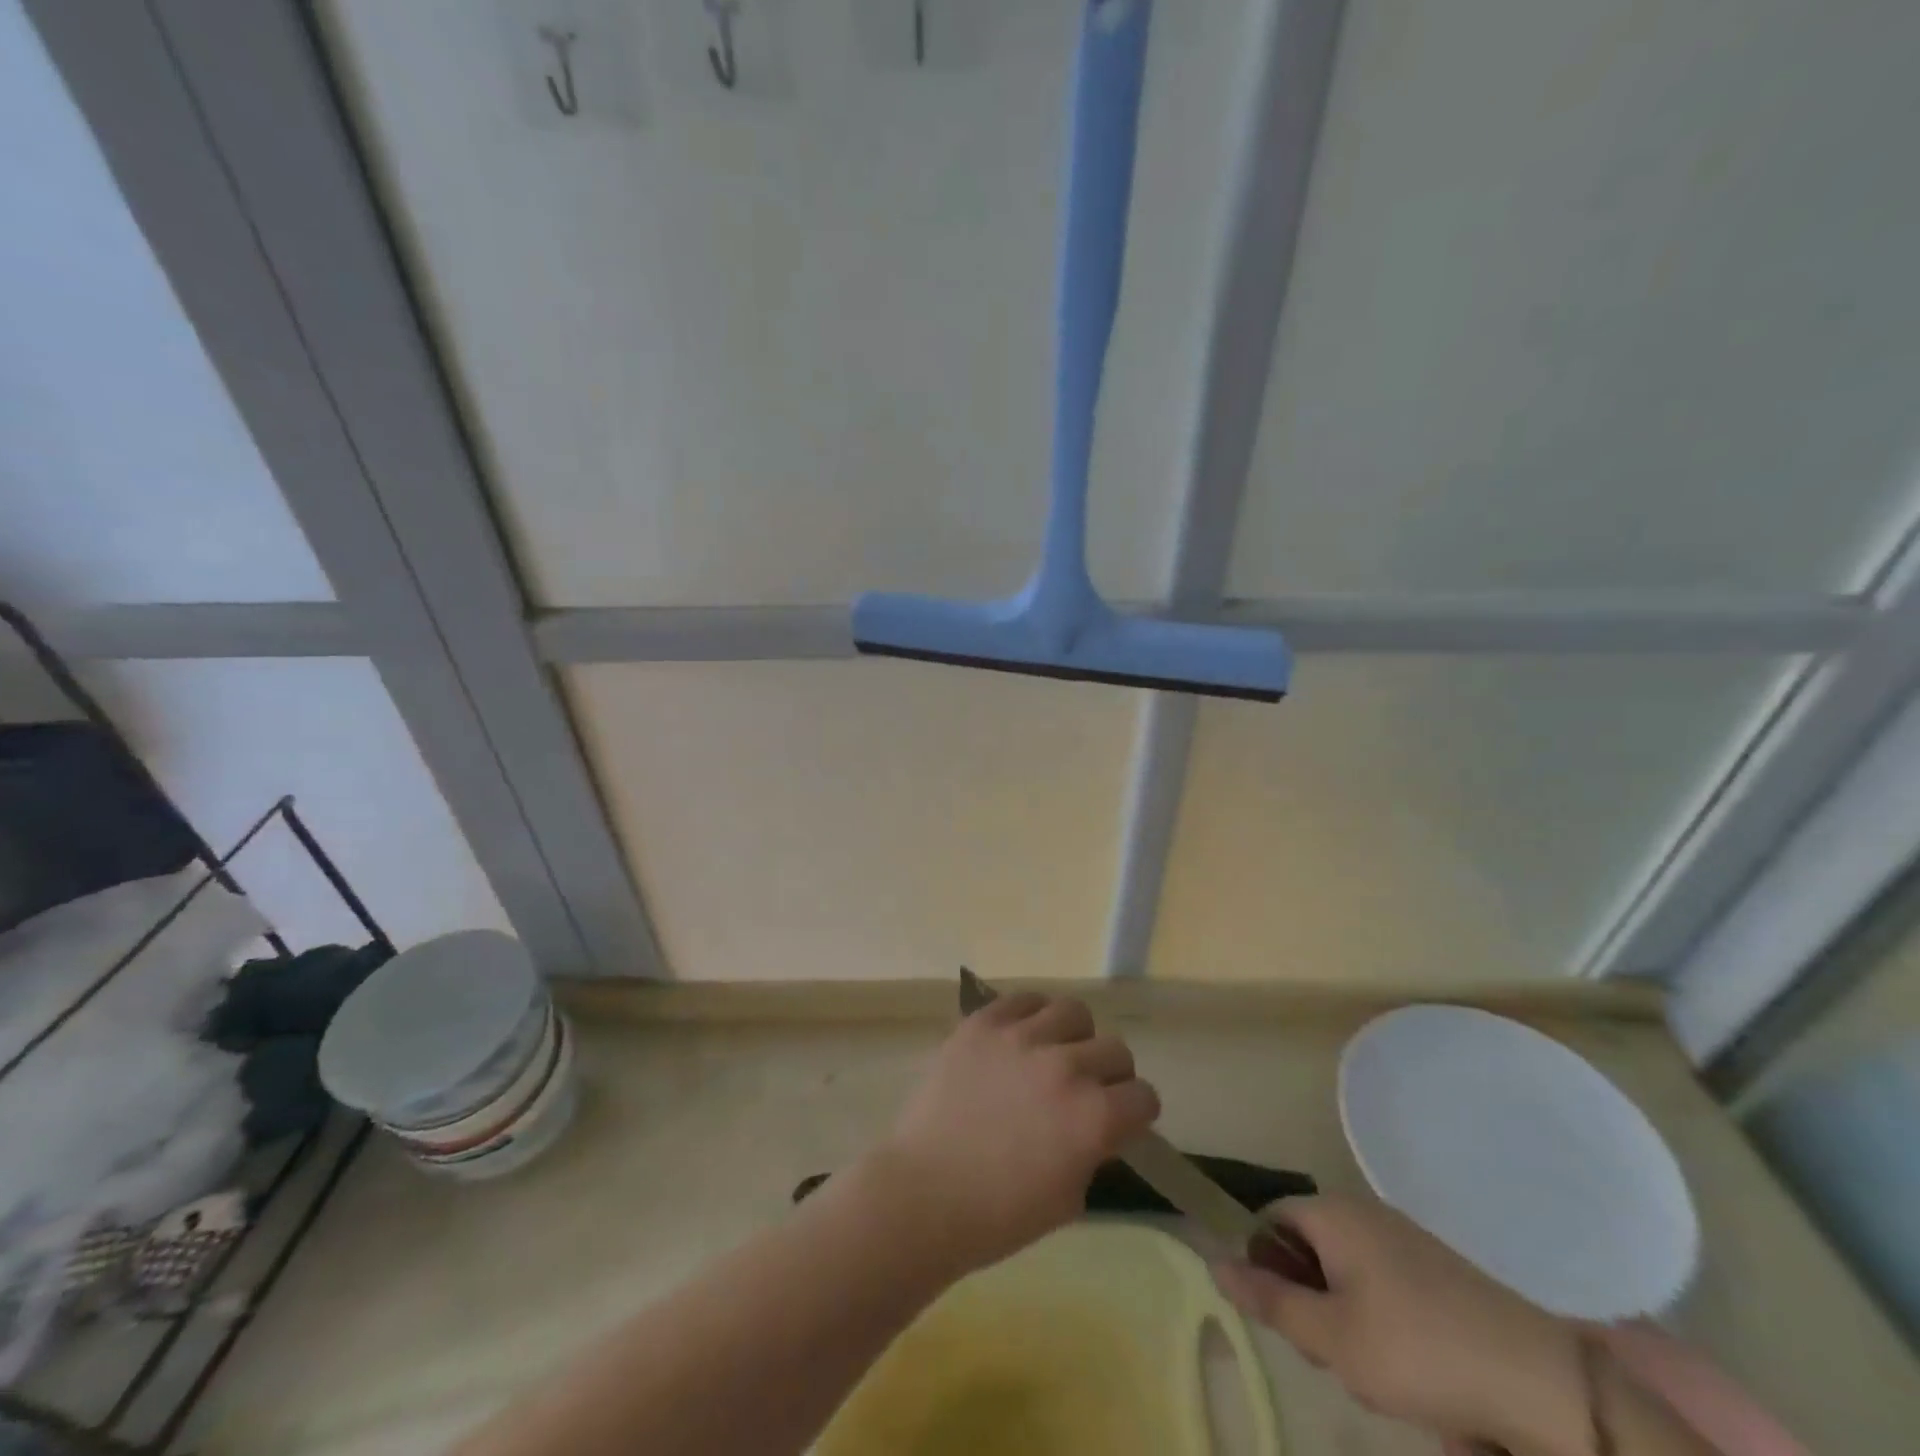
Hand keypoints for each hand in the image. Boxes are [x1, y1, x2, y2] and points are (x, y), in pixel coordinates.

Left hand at [866, 992, 1159, 1277]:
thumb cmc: (998, 1215)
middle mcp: (1065, 1067)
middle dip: (1110, 1073)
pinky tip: (1021, 1036)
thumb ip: (1092, 1150)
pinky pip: (1024, 1000)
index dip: (1136, 1112)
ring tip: (1054, 1052)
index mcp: (1093, 1118)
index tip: (1122, 1118)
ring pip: (1073, 1011)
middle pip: (1115, 1049)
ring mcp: (1021, 1038)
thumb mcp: (1068, 1198)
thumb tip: (1098, 1123)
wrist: (924, 1193)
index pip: (1143, 1096)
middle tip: (1087, 1088)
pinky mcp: (983, 1023)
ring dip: (1074, 1035)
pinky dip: (1031, 1015)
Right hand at [1213, 1195, 1585, 1454]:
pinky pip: (1381, 1283)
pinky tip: (1408, 1370)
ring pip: (1344, 1272)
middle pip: (1306, 1247)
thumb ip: (1270, 1300)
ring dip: (1343, 1319)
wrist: (1544, 1386)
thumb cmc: (1419, 1353)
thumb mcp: (1332, 1339)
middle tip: (1332, 1357)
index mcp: (1332, 1213)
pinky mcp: (1435, 1269)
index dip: (1265, 1268)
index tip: (1286, 1323)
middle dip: (1308, 1302)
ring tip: (1374, 1374)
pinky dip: (1379, 1321)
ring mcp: (1403, 1238)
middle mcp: (1363, 1211)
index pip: (1269, 1221)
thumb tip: (1215, 1262)